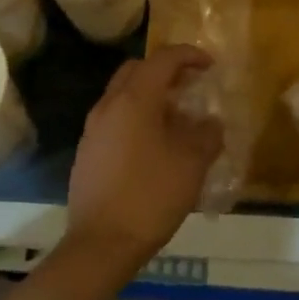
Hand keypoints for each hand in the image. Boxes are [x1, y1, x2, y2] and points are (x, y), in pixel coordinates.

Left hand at [61, 45, 223, 279]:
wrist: (101, 243)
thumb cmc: (151, 196)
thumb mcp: (191, 164)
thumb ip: (206, 135)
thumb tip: (211, 123)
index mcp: (134, 99)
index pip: (163, 59)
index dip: (189, 55)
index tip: (209, 66)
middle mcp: (109, 105)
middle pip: (137, 69)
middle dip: (165, 70)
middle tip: (190, 86)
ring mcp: (93, 128)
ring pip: (123, 93)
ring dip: (150, 94)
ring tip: (177, 117)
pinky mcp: (87, 150)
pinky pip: (114, 118)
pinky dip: (136, 116)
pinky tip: (154, 144)